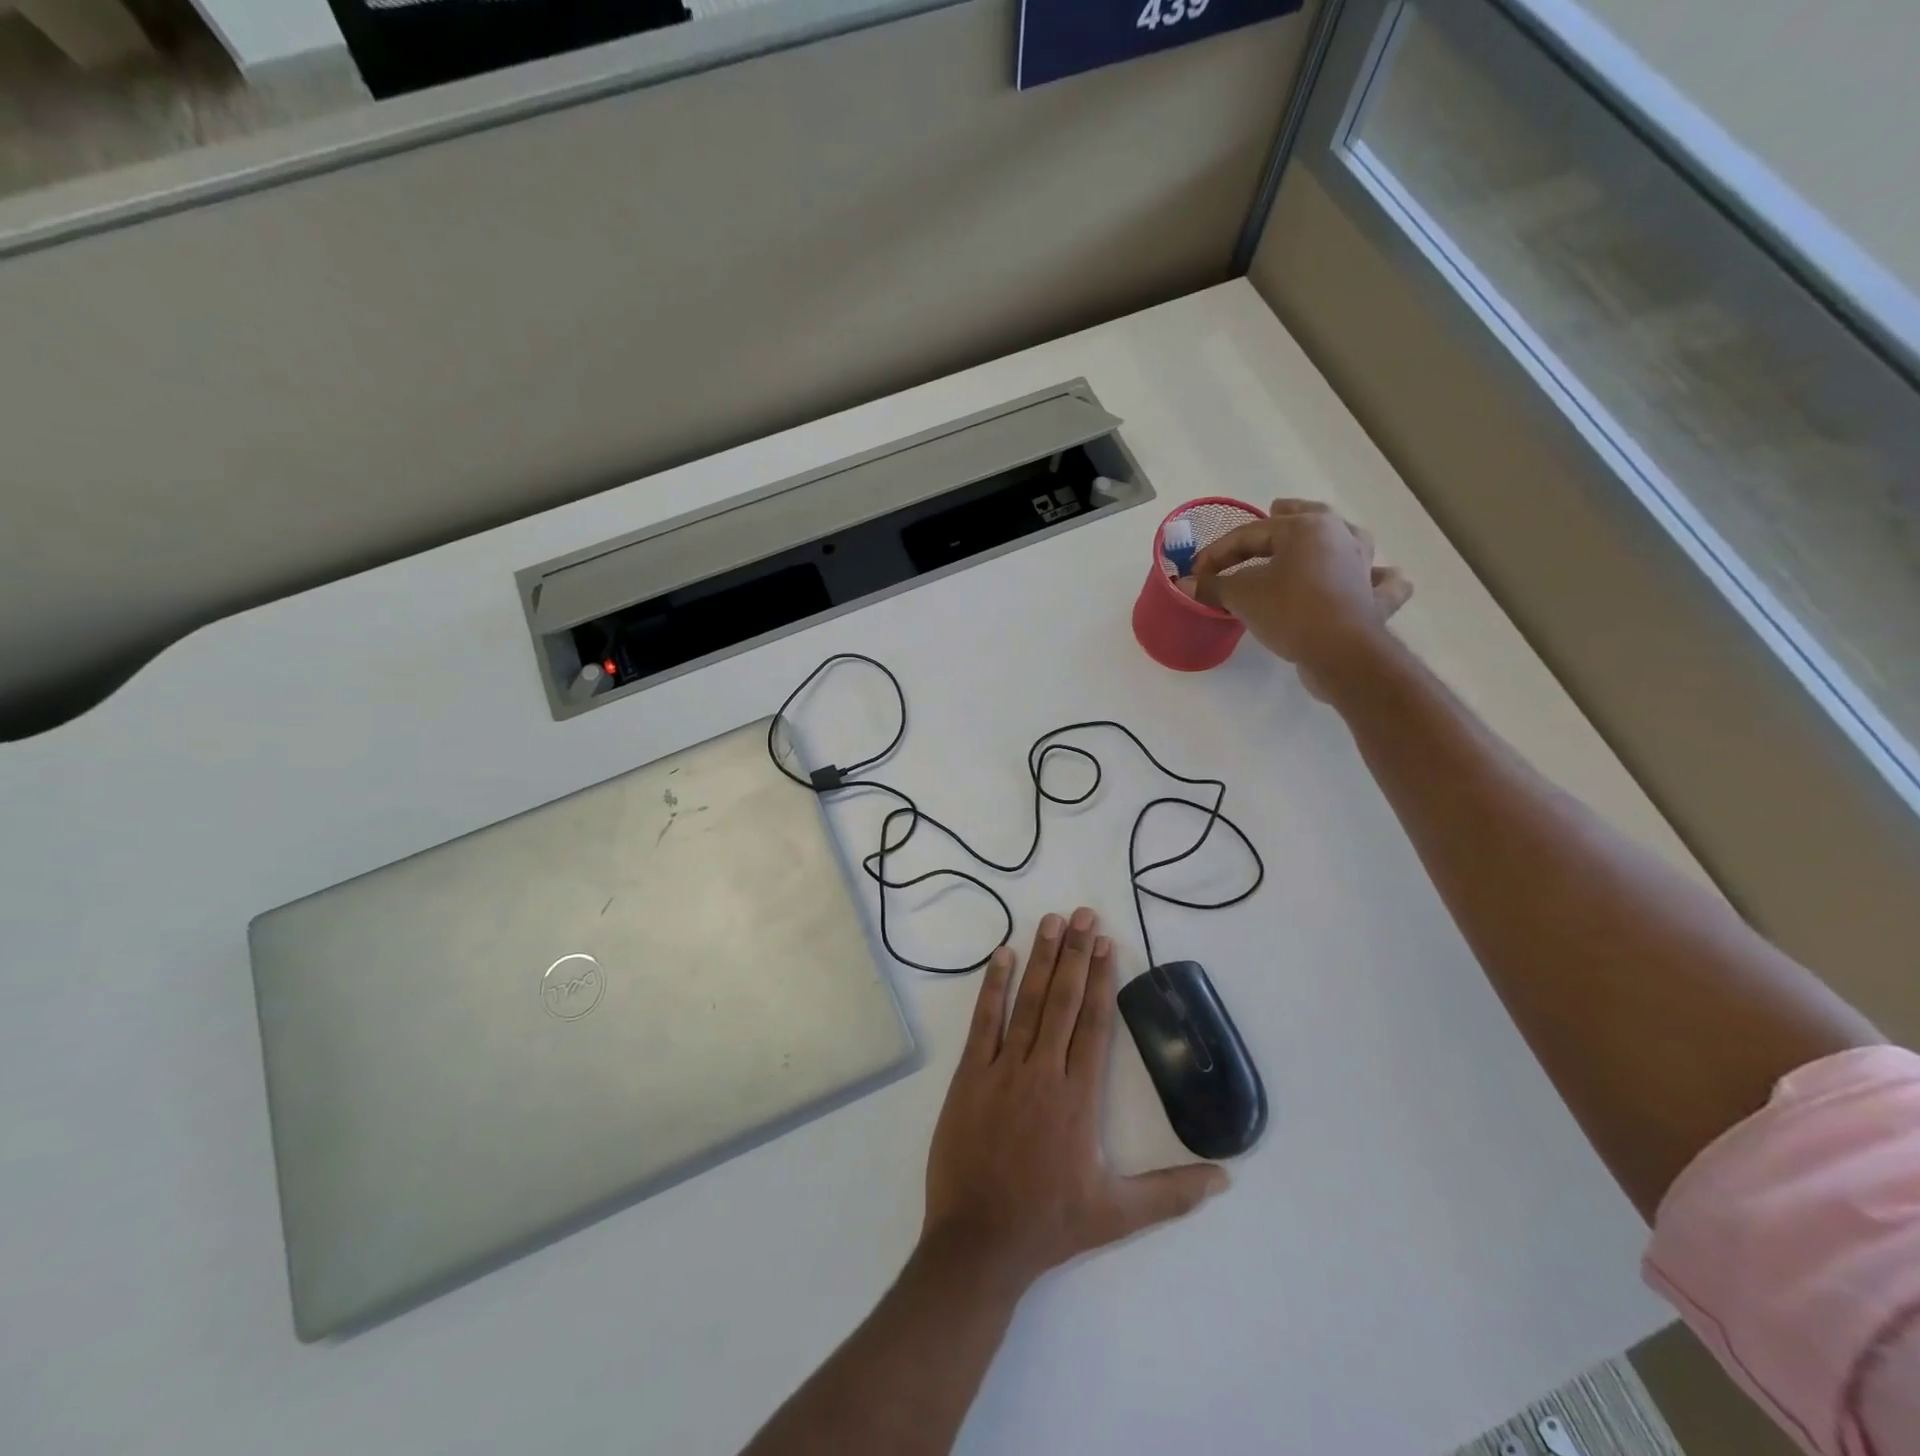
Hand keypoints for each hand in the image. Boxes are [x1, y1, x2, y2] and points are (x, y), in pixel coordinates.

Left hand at [919, 907, 1228, 1291]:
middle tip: (1084, 913)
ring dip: (1042, 959)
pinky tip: (1003, 956)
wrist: (979, 1241)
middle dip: (1076, 954)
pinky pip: (984, 1022)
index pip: (1096, 1024)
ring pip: (1029, 1003)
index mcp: (1079, 1098)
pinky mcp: (971, 1075)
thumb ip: (1172, 1193)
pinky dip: (994, 986)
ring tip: (1052, 921)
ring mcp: (1004, 1069)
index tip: (1107, 943)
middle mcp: (1044, 1072)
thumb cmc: (1049, 1223)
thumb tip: (1226, 1177)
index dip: (1103, 979)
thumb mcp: (1118, 1214)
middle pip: (1065, 1001)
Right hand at [1193, 498, 1411, 698]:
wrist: (1340, 652)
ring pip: (1348, 539)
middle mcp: (1339, 536)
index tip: (1196, 572)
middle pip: (1308, 517)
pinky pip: (1382, 582)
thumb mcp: (1241, 596)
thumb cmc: (1288, 610)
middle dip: (1286, 514)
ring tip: (1319, 537)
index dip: (1218, 552)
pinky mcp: (1374, 598)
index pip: (1250, 533)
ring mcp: (1363, 565)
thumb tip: (1184, 585)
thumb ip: (1213, 586)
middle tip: (1272, 509)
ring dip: (1332, 536)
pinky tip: (1373, 578)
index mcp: (1305, 527)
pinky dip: (1378, 578)